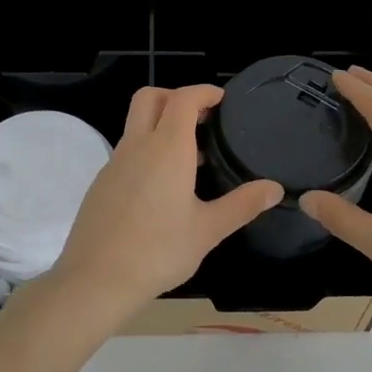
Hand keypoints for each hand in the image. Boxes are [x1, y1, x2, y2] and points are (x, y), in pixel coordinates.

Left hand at [41, 85, 281, 326]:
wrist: (96, 280)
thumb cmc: (159, 251)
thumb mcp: (208, 230)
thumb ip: (242, 205)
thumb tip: (275, 189)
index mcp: (167, 149)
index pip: (183, 99)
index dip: (203, 92)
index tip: (221, 100)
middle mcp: (137, 146)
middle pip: (150, 98)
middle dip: (175, 96)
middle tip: (201, 118)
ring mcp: (114, 164)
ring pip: (136, 125)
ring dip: (161, 126)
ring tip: (191, 159)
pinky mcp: (101, 184)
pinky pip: (127, 152)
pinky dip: (147, 152)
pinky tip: (162, 189)